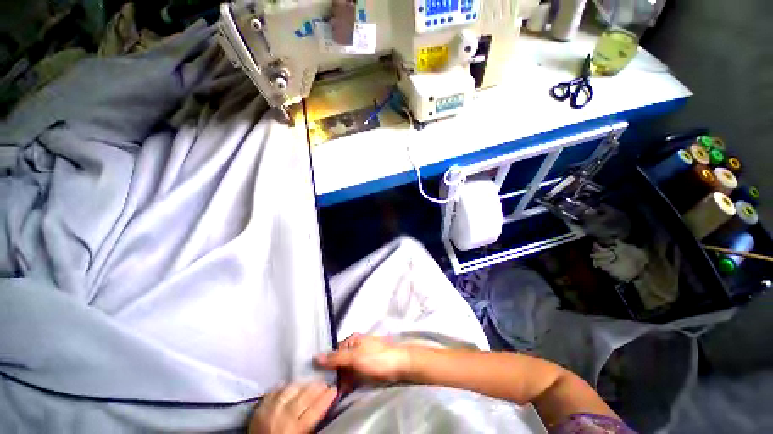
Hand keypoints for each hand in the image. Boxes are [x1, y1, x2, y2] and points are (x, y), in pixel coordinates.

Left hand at [249, 382, 336, 433]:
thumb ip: (311, 423)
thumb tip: (324, 405)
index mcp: (296, 430)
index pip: (315, 410)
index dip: (326, 397)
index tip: (334, 389)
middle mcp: (283, 418)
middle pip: (304, 396)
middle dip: (317, 387)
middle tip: (325, 383)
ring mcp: (270, 410)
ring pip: (291, 389)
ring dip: (303, 384)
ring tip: (310, 384)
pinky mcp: (260, 407)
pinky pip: (275, 390)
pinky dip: (285, 386)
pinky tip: (291, 385)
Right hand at [314, 333, 410, 390]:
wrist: (400, 365)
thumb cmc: (377, 358)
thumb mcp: (354, 357)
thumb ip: (336, 358)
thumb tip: (315, 357)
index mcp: (352, 339)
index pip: (334, 352)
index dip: (327, 365)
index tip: (319, 379)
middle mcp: (355, 346)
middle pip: (339, 361)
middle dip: (334, 374)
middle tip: (326, 389)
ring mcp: (361, 357)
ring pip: (346, 369)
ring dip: (341, 380)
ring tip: (334, 392)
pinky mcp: (367, 367)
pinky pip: (353, 374)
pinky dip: (349, 382)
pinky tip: (344, 391)